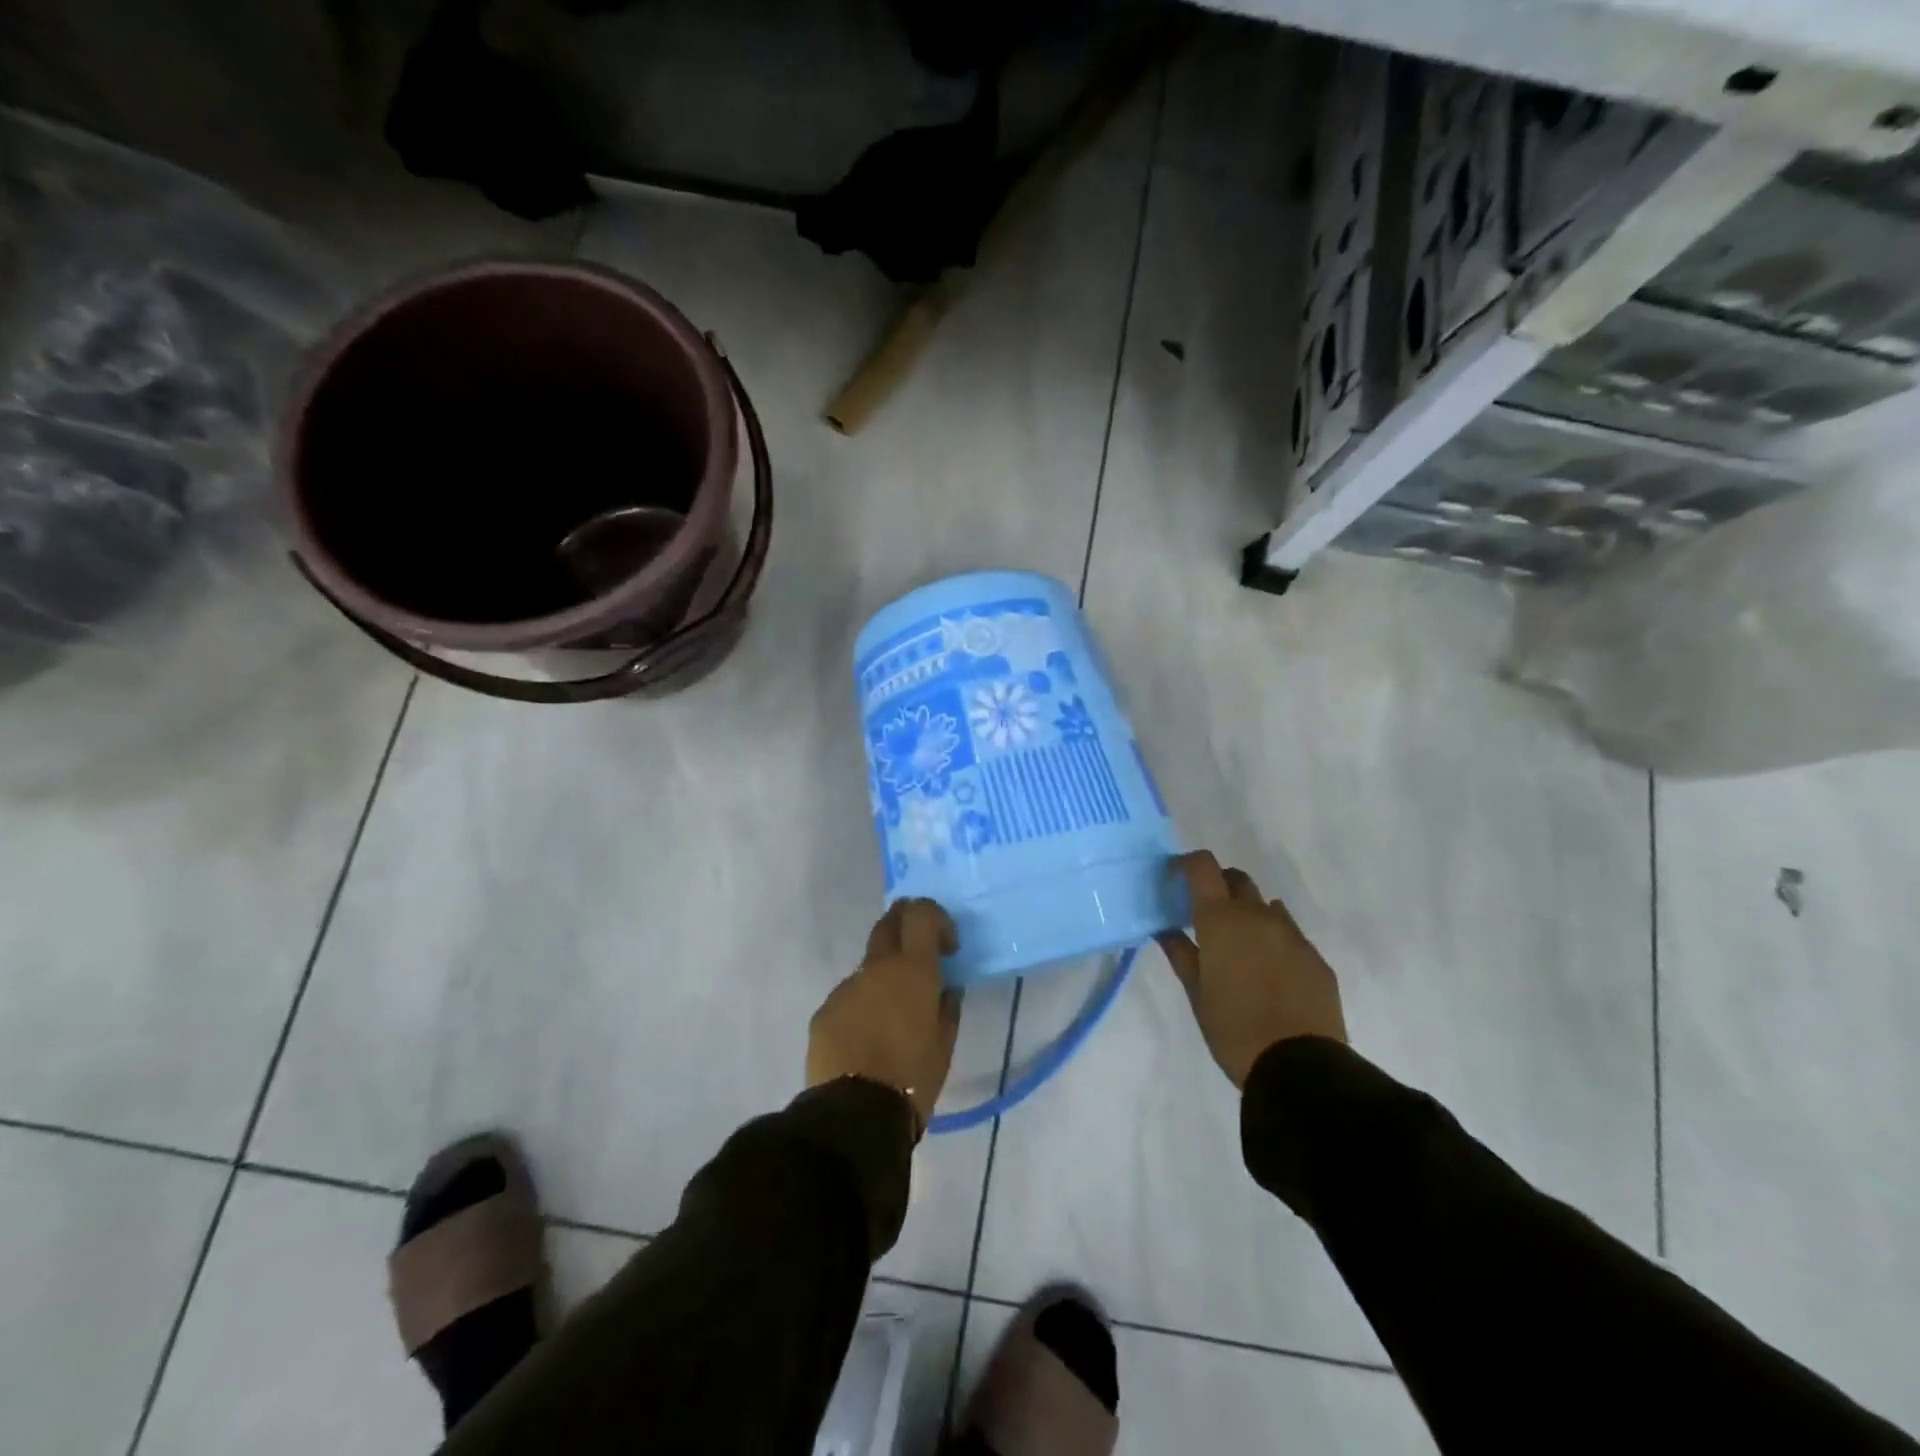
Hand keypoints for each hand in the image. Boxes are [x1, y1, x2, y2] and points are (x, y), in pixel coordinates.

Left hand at [807, 899, 962, 1134]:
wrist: (855, 1115)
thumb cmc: (913, 1078)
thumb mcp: (944, 1044)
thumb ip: (946, 1007)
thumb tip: (944, 989)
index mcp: (912, 969)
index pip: (921, 913)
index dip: (936, 919)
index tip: (946, 947)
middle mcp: (876, 967)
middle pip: (888, 922)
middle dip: (905, 926)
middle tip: (919, 955)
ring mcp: (846, 987)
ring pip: (868, 967)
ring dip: (883, 979)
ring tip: (891, 1021)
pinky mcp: (824, 1011)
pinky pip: (849, 998)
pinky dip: (861, 1008)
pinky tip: (866, 1043)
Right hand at [1157, 851, 1346, 1087]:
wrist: (1300, 1066)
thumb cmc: (1233, 1028)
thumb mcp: (1196, 993)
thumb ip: (1180, 952)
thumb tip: (1165, 928)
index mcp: (1221, 920)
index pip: (1203, 866)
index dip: (1187, 864)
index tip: (1175, 879)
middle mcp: (1258, 916)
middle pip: (1237, 879)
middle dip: (1219, 885)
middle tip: (1204, 913)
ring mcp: (1292, 935)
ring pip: (1266, 906)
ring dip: (1248, 913)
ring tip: (1239, 946)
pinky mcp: (1316, 957)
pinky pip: (1290, 933)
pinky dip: (1273, 938)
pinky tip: (1268, 971)